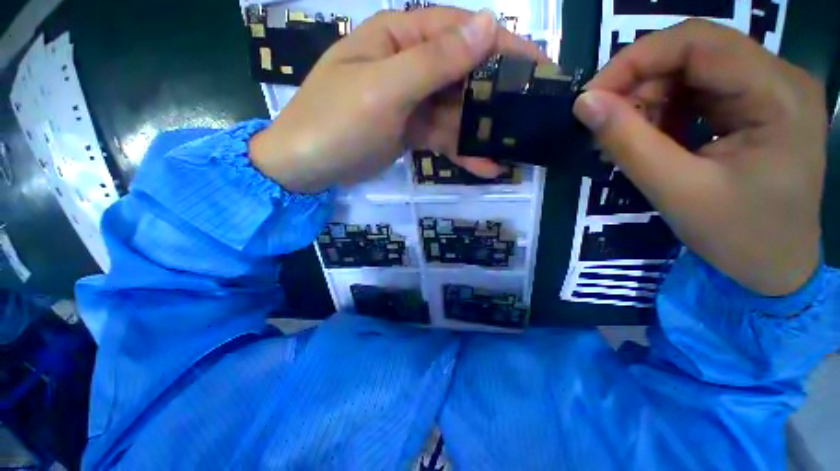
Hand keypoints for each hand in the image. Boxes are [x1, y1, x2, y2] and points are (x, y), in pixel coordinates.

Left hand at [249, 8, 544, 193]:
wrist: (308, 167)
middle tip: (530, 116)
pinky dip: (463, 151)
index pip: (461, 31)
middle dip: (497, 96)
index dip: (502, 46)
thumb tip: (487, 25)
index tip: (539, 67)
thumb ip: (434, 61)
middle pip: (463, 74)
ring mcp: (411, 102)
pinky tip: (484, 166)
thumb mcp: (384, 89)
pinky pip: (444, 137)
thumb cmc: (337, 123)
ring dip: (482, 133)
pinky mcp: (411, 131)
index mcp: (399, 38)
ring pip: (456, 112)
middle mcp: (409, 65)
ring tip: (512, 151)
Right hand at [573, 19, 826, 295]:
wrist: (776, 267)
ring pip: (691, 70)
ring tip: (625, 139)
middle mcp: (778, 78)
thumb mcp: (676, 191)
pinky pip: (697, 92)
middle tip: (604, 124)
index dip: (635, 61)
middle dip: (639, 84)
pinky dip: (663, 112)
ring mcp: (768, 90)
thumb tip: (583, 104)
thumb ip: (627, 142)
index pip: (697, 41)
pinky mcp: (754, 105)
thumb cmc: (739, 237)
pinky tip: (650, 139)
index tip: (590, 99)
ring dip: (648, 101)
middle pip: (694, 52)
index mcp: (777, 94)